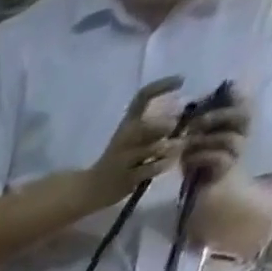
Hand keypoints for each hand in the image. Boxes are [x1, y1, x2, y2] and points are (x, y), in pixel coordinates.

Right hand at [89, 78, 187, 206]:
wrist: (90, 190)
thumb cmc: (115, 161)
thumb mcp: (128, 137)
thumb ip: (151, 126)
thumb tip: (180, 116)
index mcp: (125, 125)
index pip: (142, 97)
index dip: (162, 86)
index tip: (181, 80)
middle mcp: (124, 139)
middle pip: (152, 125)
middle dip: (168, 126)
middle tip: (175, 132)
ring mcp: (124, 161)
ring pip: (157, 147)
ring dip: (172, 147)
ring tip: (175, 149)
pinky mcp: (128, 179)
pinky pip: (154, 167)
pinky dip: (164, 164)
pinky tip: (164, 163)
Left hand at [182, 94, 250, 184]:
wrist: (206, 193)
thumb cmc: (199, 164)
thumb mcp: (195, 140)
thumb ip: (197, 124)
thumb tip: (187, 107)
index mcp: (237, 123)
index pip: (244, 101)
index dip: (231, 95)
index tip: (205, 100)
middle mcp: (243, 134)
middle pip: (243, 114)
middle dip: (216, 116)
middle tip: (192, 125)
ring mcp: (237, 152)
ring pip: (228, 138)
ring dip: (203, 141)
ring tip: (185, 148)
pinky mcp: (227, 170)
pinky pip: (219, 158)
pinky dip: (200, 157)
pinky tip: (187, 161)